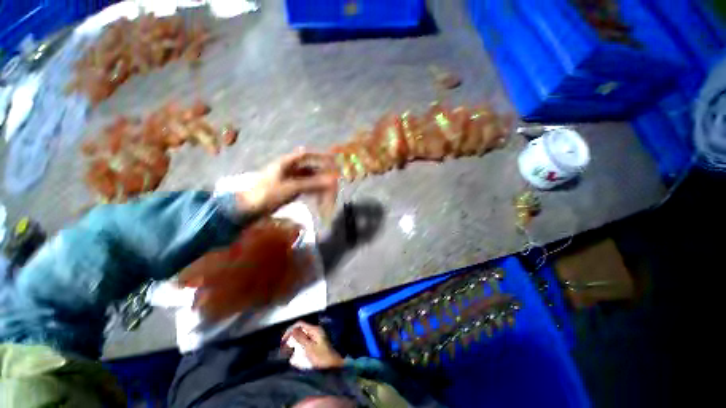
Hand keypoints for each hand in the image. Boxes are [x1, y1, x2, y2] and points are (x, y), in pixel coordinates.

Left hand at [236, 150, 337, 215]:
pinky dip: (312, 191)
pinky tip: (318, 197)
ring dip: (317, 184)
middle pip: (309, 168)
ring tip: (327, 191)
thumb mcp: (291, 188)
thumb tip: (331, 181)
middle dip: (322, 174)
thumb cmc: (267, 195)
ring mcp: (288, 179)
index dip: (320, 156)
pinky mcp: (287, 189)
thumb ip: (312, 183)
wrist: (248, 209)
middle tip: (333, 181)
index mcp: (286, 163)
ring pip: (308, 179)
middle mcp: (288, 169)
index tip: (333, 159)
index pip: (306, 155)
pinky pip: (304, 187)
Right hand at [282, 321, 344, 369]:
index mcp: (314, 329)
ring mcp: (316, 337)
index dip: (290, 330)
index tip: (283, 340)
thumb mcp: (309, 347)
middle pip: (301, 330)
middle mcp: (315, 331)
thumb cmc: (321, 357)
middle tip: (284, 347)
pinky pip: (305, 342)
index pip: (300, 324)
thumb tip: (292, 330)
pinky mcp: (316, 343)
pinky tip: (295, 356)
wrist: (333, 365)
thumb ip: (300, 338)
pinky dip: (299, 346)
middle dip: (291, 337)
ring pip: (302, 336)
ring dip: (294, 342)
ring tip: (288, 351)